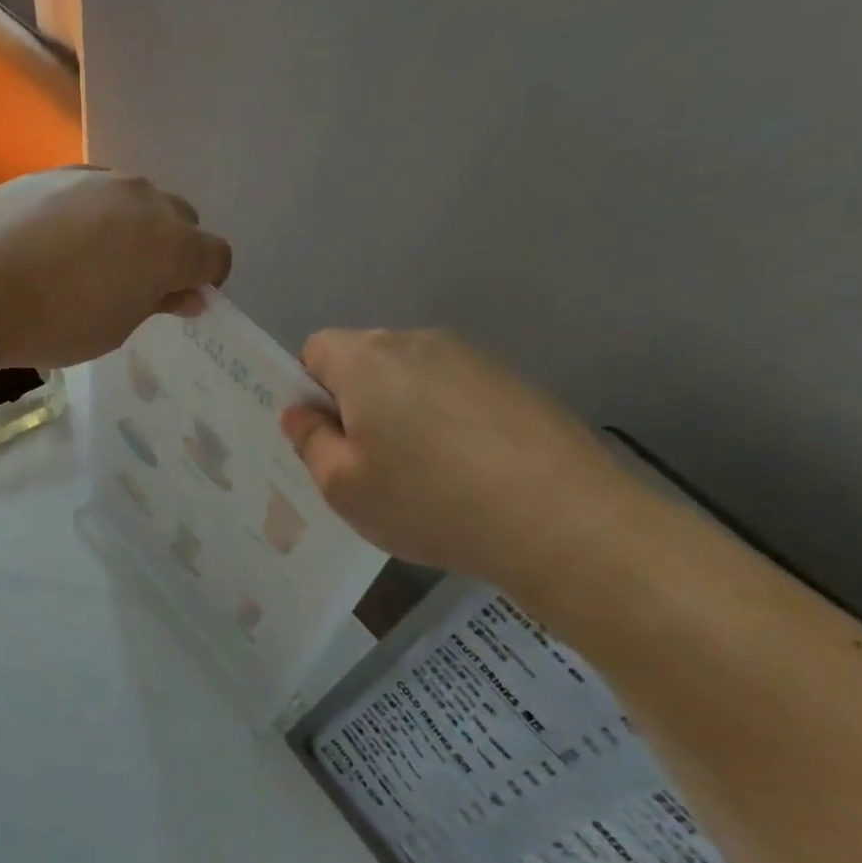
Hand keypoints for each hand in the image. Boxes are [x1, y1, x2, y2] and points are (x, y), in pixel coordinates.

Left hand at [0, 167, 231, 367]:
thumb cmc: (54, 323)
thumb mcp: (115, 328)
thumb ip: (157, 303)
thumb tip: (186, 294)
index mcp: (169, 243)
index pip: (214, 255)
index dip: (205, 280)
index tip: (180, 300)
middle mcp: (142, 198)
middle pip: (180, 217)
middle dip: (172, 248)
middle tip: (137, 283)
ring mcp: (96, 179)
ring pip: (135, 199)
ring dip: (131, 226)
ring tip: (92, 261)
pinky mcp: (55, 172)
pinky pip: (93, 191)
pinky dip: (92, 213)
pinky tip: (58, 241)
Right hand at [280, 329, 638, 587]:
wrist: (561, 519)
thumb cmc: (428, 501)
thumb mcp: (343, 487)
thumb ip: (310, 442)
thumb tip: (300, 412)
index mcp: (367, 360)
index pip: (315, 350)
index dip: (309, 391)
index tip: (326, 439)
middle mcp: (417, 342)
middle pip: (365, 360)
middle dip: (354, 402)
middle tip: (366, 464)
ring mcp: (472, 359)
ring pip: (411, 378)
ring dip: (401, 413)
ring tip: (421, 474)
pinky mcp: (513, 383)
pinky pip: (454, 393)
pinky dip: (445, 422)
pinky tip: (465, 472)